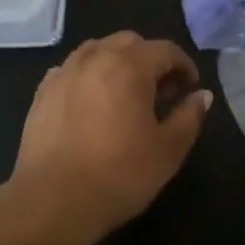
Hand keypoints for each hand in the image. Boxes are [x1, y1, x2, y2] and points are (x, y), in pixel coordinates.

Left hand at [11, 32, 211, 244]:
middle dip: (151, 59)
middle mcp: (95, 58)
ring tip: (126, 93)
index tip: (190, 89)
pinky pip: (72, 69)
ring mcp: (64, 72)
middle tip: (161, 91)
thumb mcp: (168, 150)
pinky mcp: (42, 92)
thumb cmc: (119, 175)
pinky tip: (92, 102)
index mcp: (129, 66)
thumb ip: (189, 116)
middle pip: (129, 42)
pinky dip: (89, 75)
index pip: (166, 50)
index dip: (184, 66)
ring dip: (118, 62)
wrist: (52, 202)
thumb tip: (202, 95)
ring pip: (97, 50)